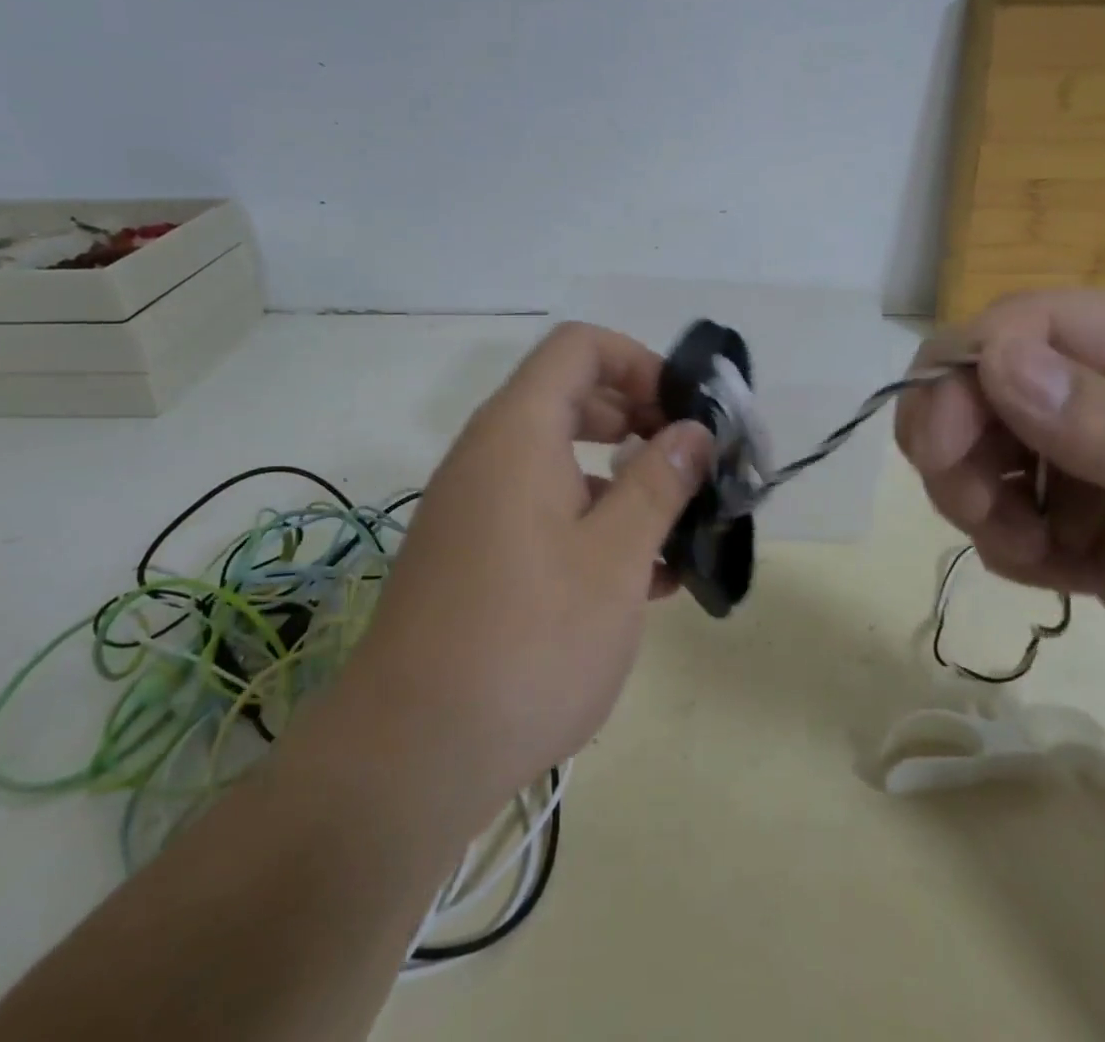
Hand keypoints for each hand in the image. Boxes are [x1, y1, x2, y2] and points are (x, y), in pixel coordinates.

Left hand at [331, 322, 712, 825]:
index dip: (640, 362)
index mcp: (519, 432)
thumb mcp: (616, 558)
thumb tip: (693, 432)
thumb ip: (660, 483)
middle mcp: (489, 454)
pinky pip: (542, 510)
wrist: (411, 757)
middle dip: (640, 422)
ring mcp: (476, 506)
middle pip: (573, 398)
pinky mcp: (474, 554)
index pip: (580, 347)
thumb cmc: (530, 641)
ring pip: (562, 461)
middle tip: (690, 466)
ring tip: (678, 533)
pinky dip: (592, 523)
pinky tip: (640, 582)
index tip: (685, 413)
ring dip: (623, 482)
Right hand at [895, 290, 1104, 764]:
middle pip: (983, 378)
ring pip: (976, 443)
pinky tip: (1050, 575)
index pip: (1030, 322)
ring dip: (969, 492)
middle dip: (952, 435)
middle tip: (965, 505)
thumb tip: (995, 361)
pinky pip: (999, 509)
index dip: (968, 368)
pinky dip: (1001, 540)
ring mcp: (1096, 458)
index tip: (940, 446)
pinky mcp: (1082, 522)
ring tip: (1020, 549)